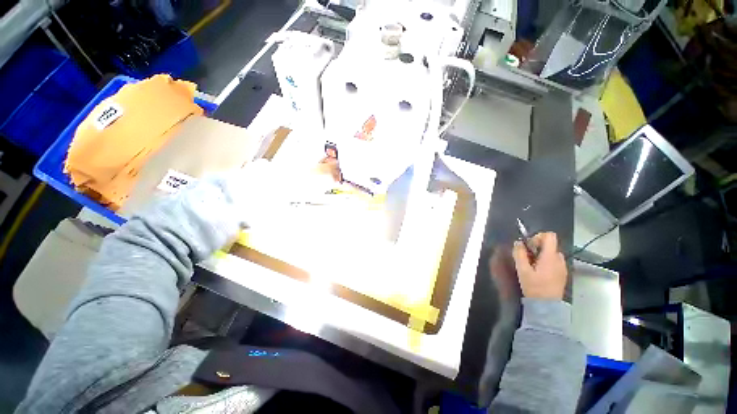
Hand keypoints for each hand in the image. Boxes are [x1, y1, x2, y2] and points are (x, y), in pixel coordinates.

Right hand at [512, 232, 566, 299]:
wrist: (547, 306)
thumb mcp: (522, 270)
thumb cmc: (534, 287)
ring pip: (551, 253)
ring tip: (532, 265)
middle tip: (527, 257)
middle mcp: (559, 259)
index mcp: (550, 257)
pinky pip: (554, 261)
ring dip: (541, 254)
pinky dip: (546, 261)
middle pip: (550, 244)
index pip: (550, 236)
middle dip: (537, 247)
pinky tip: (539, 272)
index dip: (537, 237)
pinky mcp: (562, 273)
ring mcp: (563, 267)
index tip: (528, 246)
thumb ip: (519, 254)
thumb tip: (518, 242)